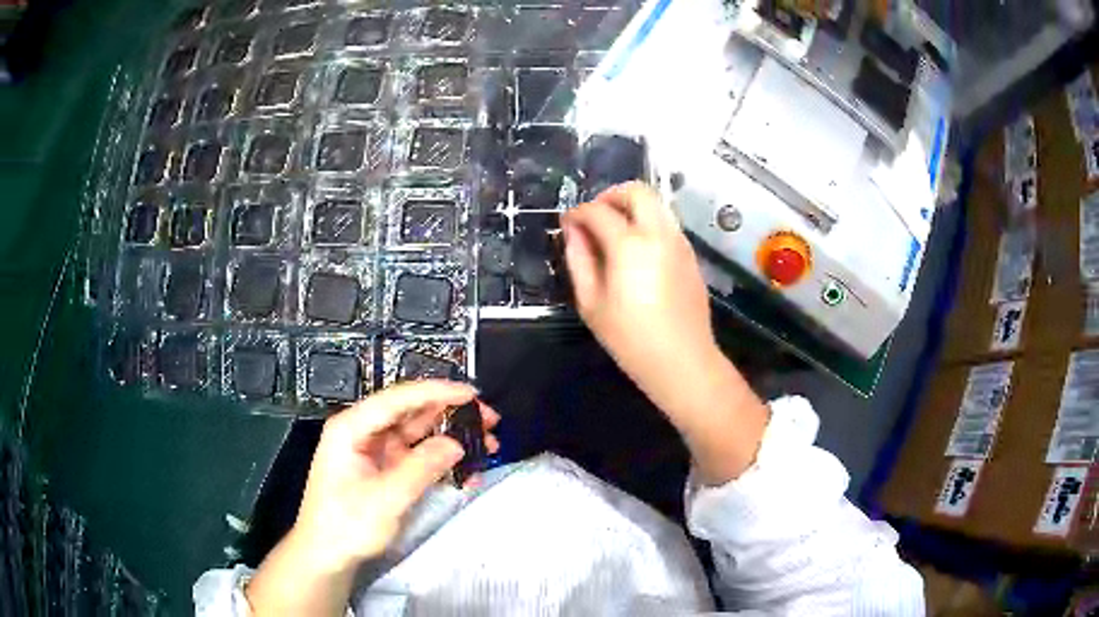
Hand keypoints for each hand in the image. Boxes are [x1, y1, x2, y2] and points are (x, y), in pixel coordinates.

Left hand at [246, 381, 499, 615]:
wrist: (327, 556)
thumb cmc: (345, 525)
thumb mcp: (385, 499)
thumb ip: (421, 468)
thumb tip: (457, 444)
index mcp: (352, 428)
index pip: (397, 399)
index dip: (436, 392)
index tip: (472, 394)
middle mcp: (363, 432)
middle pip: (411, 412)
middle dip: (451, 415)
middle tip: (488, 421)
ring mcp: (375, 451)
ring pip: (419, 433)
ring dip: (451, 437)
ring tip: (487, 444)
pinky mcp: (385, 469)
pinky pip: (418, 457)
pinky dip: (442, 461)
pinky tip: (467, 470)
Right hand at [561, 182, 717, 410]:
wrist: (682, 360)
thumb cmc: (629, 338)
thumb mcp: (591, 302)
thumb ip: (578, 259)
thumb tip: (572, 230)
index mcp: (630, 245)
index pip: (598, 211)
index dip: (578, 213)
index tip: (568, 223)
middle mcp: (659, 233)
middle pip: (637, 191)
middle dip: (611, 195)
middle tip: (595, 217)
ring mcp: (680, 242)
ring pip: (656, 204)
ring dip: (632, 207)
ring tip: (614, 234)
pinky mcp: (691, 255)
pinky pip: (667, 224)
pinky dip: (648, 223)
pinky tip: (637, 252)